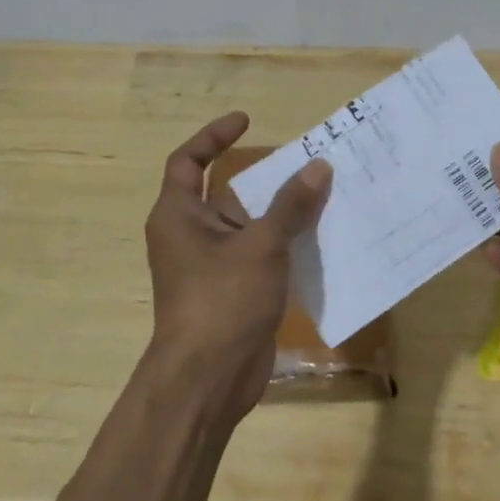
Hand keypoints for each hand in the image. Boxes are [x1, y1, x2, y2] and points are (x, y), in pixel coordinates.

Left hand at [143, 112, 332, 424]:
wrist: (208, 379)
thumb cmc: (222, 301)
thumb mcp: (260, 246)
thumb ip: (290, 206)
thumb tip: (318, 166)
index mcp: (178, 215)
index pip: (188, 161)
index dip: (213, 136)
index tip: (246, 121)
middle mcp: (189, 234)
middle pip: (223, 191)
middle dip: (260, 176)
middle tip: (301, 160)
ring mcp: (210, 265)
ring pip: (246, 224)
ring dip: (278, 211)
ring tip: (320, 193)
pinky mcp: (231, 290)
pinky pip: (258, 253)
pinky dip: (283, 242)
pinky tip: (319, 238)